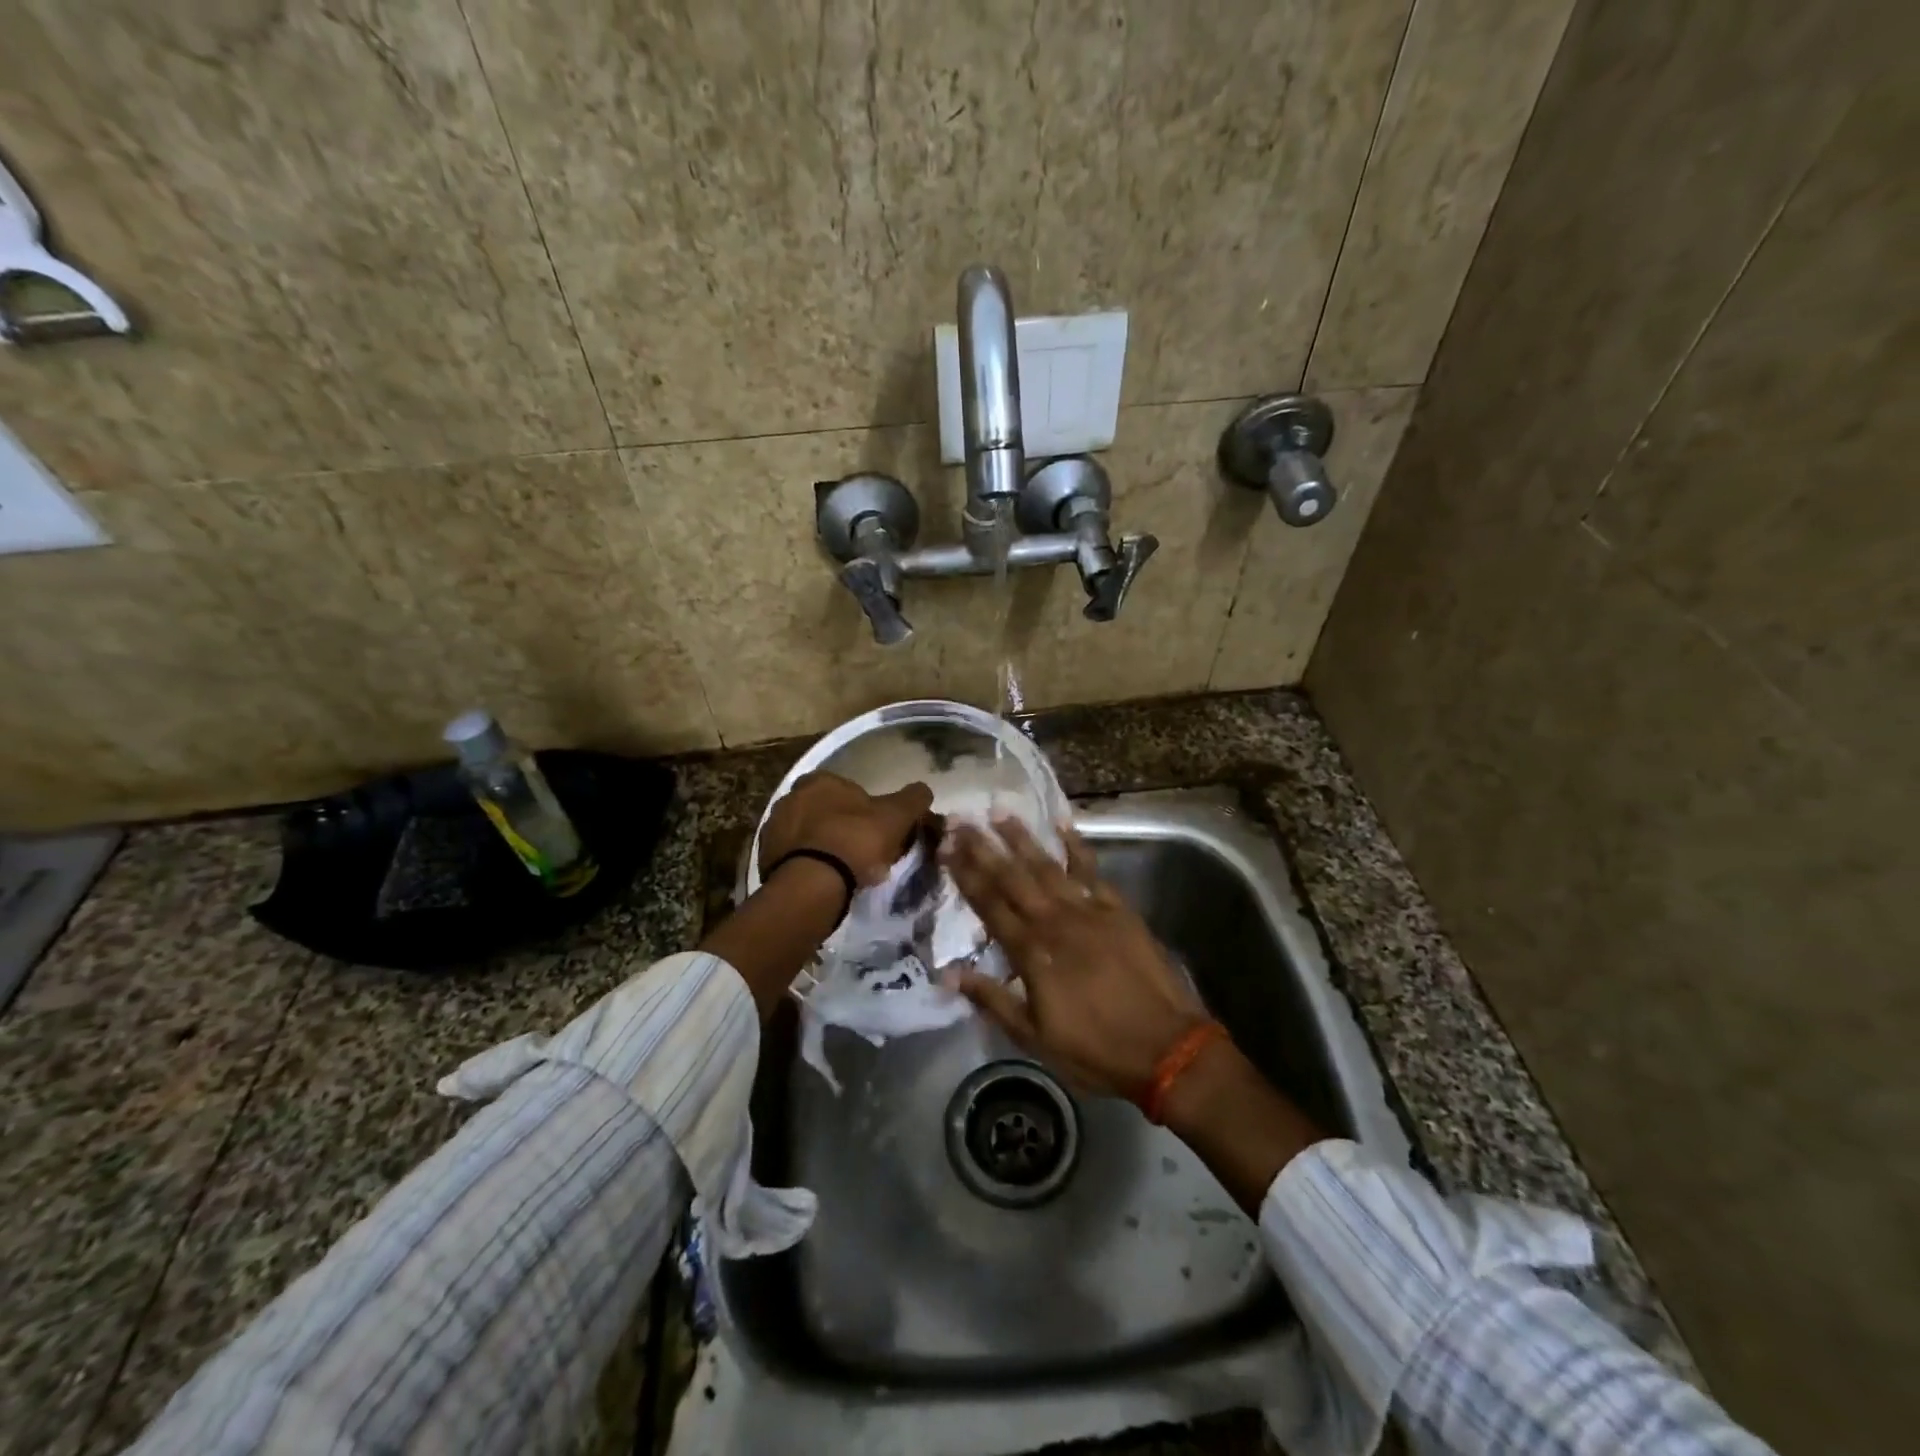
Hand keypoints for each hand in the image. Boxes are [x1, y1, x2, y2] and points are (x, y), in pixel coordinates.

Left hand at [759, 771, 934, 886]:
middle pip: (823, 809)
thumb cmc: (856, 840)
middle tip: (860, 850)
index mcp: (819, 780)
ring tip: (842, 870)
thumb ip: (912, 798)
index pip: (845, 788)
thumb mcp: (896, 816)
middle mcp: (790, 796)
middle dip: (839, 825)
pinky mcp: (763, 857)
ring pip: (806, 833)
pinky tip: (822, 881)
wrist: (813, 884)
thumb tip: (924, 789)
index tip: (875, 829)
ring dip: (821, 845)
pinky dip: (806, 864)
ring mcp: (773, 827)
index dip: (863, 808)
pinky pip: (792, 857)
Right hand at [941, 817, 1206, 1101]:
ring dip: (1022, 838)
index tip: (945, 847)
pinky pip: (1092, 870)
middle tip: (961, 819)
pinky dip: (1077, 846)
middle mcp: (1055, 922)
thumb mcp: (1034, 1037)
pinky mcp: (1118, 909)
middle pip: (1012, 878)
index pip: (989, 905)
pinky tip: (1062, 824)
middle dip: (984, 847)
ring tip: (1000, 812)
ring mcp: (1089, 910)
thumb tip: (948, 973)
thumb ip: (992, 999)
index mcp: (1032, 953)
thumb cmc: (1095, 1049)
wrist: (1166, 1048)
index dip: (965, 875)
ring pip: (1048, 866)